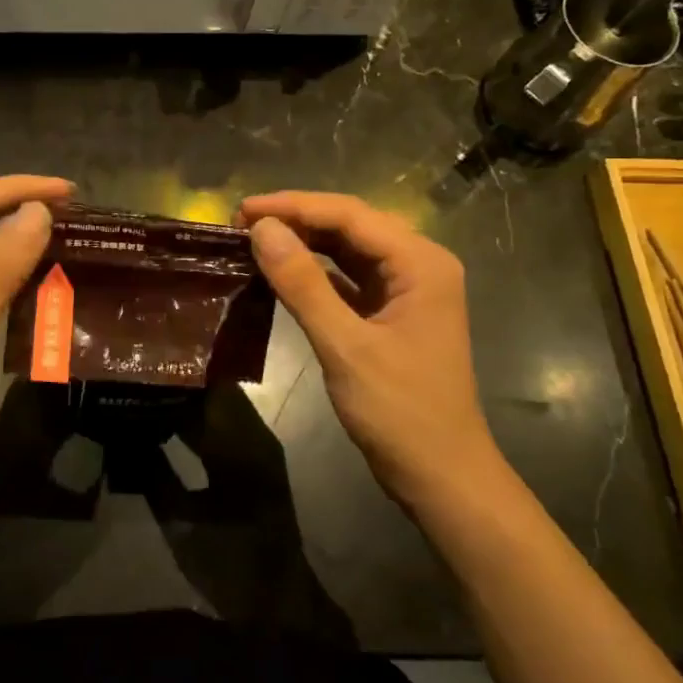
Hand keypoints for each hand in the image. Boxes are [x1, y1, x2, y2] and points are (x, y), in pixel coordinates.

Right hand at [239, 192, 503, 510]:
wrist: (441, 475)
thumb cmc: (400, 412)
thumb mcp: (345, 345)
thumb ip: (302, 284)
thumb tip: (261, 229)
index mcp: (421, 262)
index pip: (350, 215)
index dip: (294, 206)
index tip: (242, 210)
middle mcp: (419, 264)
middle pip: (351, 224)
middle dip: (298, 218)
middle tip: (242, 223)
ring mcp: (407, 288)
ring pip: (349, 248)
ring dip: (305, 241)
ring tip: (255, 239)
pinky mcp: (392, 311)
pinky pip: (349, 276)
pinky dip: (316, 270)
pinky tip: (283, 270)